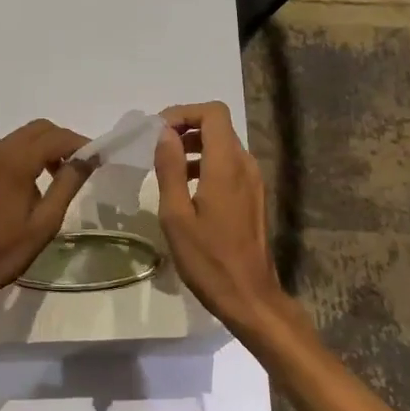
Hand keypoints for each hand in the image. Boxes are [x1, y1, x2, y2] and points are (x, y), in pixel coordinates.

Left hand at [0, 119, 92, 320]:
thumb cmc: (2, 253)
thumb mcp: (44, 223)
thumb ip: (67, 185)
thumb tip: (87, 158)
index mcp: (15, 161)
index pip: (56, 137)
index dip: (80, 143)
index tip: (98, 159)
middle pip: (36, 129)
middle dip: (61, 141)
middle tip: (78, 167)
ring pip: (17, 139)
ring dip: (41, 149)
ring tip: (56, 178)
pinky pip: (1, 153)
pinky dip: (21, 158)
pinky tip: (26, 187)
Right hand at [153, 101, 290, 333]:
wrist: (249, 297)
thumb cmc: (208, 259)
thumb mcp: (176, 215)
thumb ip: (170, 169)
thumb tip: (164, 134)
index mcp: (226, 165)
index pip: (213, 113)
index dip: (184, 113)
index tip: (158, 131)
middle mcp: (245, 165)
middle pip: (218, 126)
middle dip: (185, 128)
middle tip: (157, 148)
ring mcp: (253, 181)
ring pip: (223, 145)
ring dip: (194, 146)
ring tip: (167, 168)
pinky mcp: (253, 196)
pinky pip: (228, 165)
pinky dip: (206, 164)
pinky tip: (187, 189)